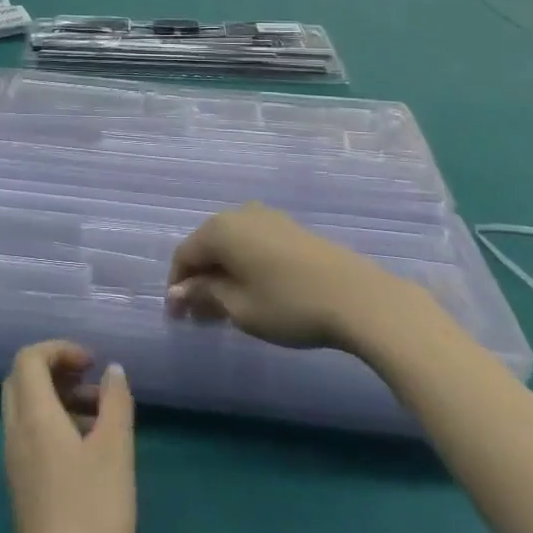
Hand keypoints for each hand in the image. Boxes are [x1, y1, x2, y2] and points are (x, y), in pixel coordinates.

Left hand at [0, 341, 135, 532]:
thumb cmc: (94, 516)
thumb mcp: (116, 451)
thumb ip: (115, 402)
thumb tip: (112, 370)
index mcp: (32, 418)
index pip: (28, 359)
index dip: (59, 349)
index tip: (92, 363)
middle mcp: (15, 435)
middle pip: (21, 381)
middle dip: (55, 370)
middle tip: (91, 382)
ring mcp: (15, 465)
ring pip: (26, 410)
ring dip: (58, 399)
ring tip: (101, 417)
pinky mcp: (22, 491)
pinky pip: (30, 437)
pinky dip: (54, 425)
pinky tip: (89, 451)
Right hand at [167, 204, 409, 350]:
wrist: (356, 296)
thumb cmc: (288, 304)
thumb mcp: (239, 307)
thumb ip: (205, 295)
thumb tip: (179, 291)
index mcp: (220, 229)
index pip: (184, 255)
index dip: (177, 286)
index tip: (178, 318)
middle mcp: (239, 214)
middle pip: (206, 246)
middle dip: (199, 279)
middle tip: (199, 316)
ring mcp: (268, 217)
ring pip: (231, 245)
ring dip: (222, 273)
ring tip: (226, 307)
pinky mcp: (290, 228)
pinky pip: (252, 243)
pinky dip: (244, 265)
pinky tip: (253, 291)